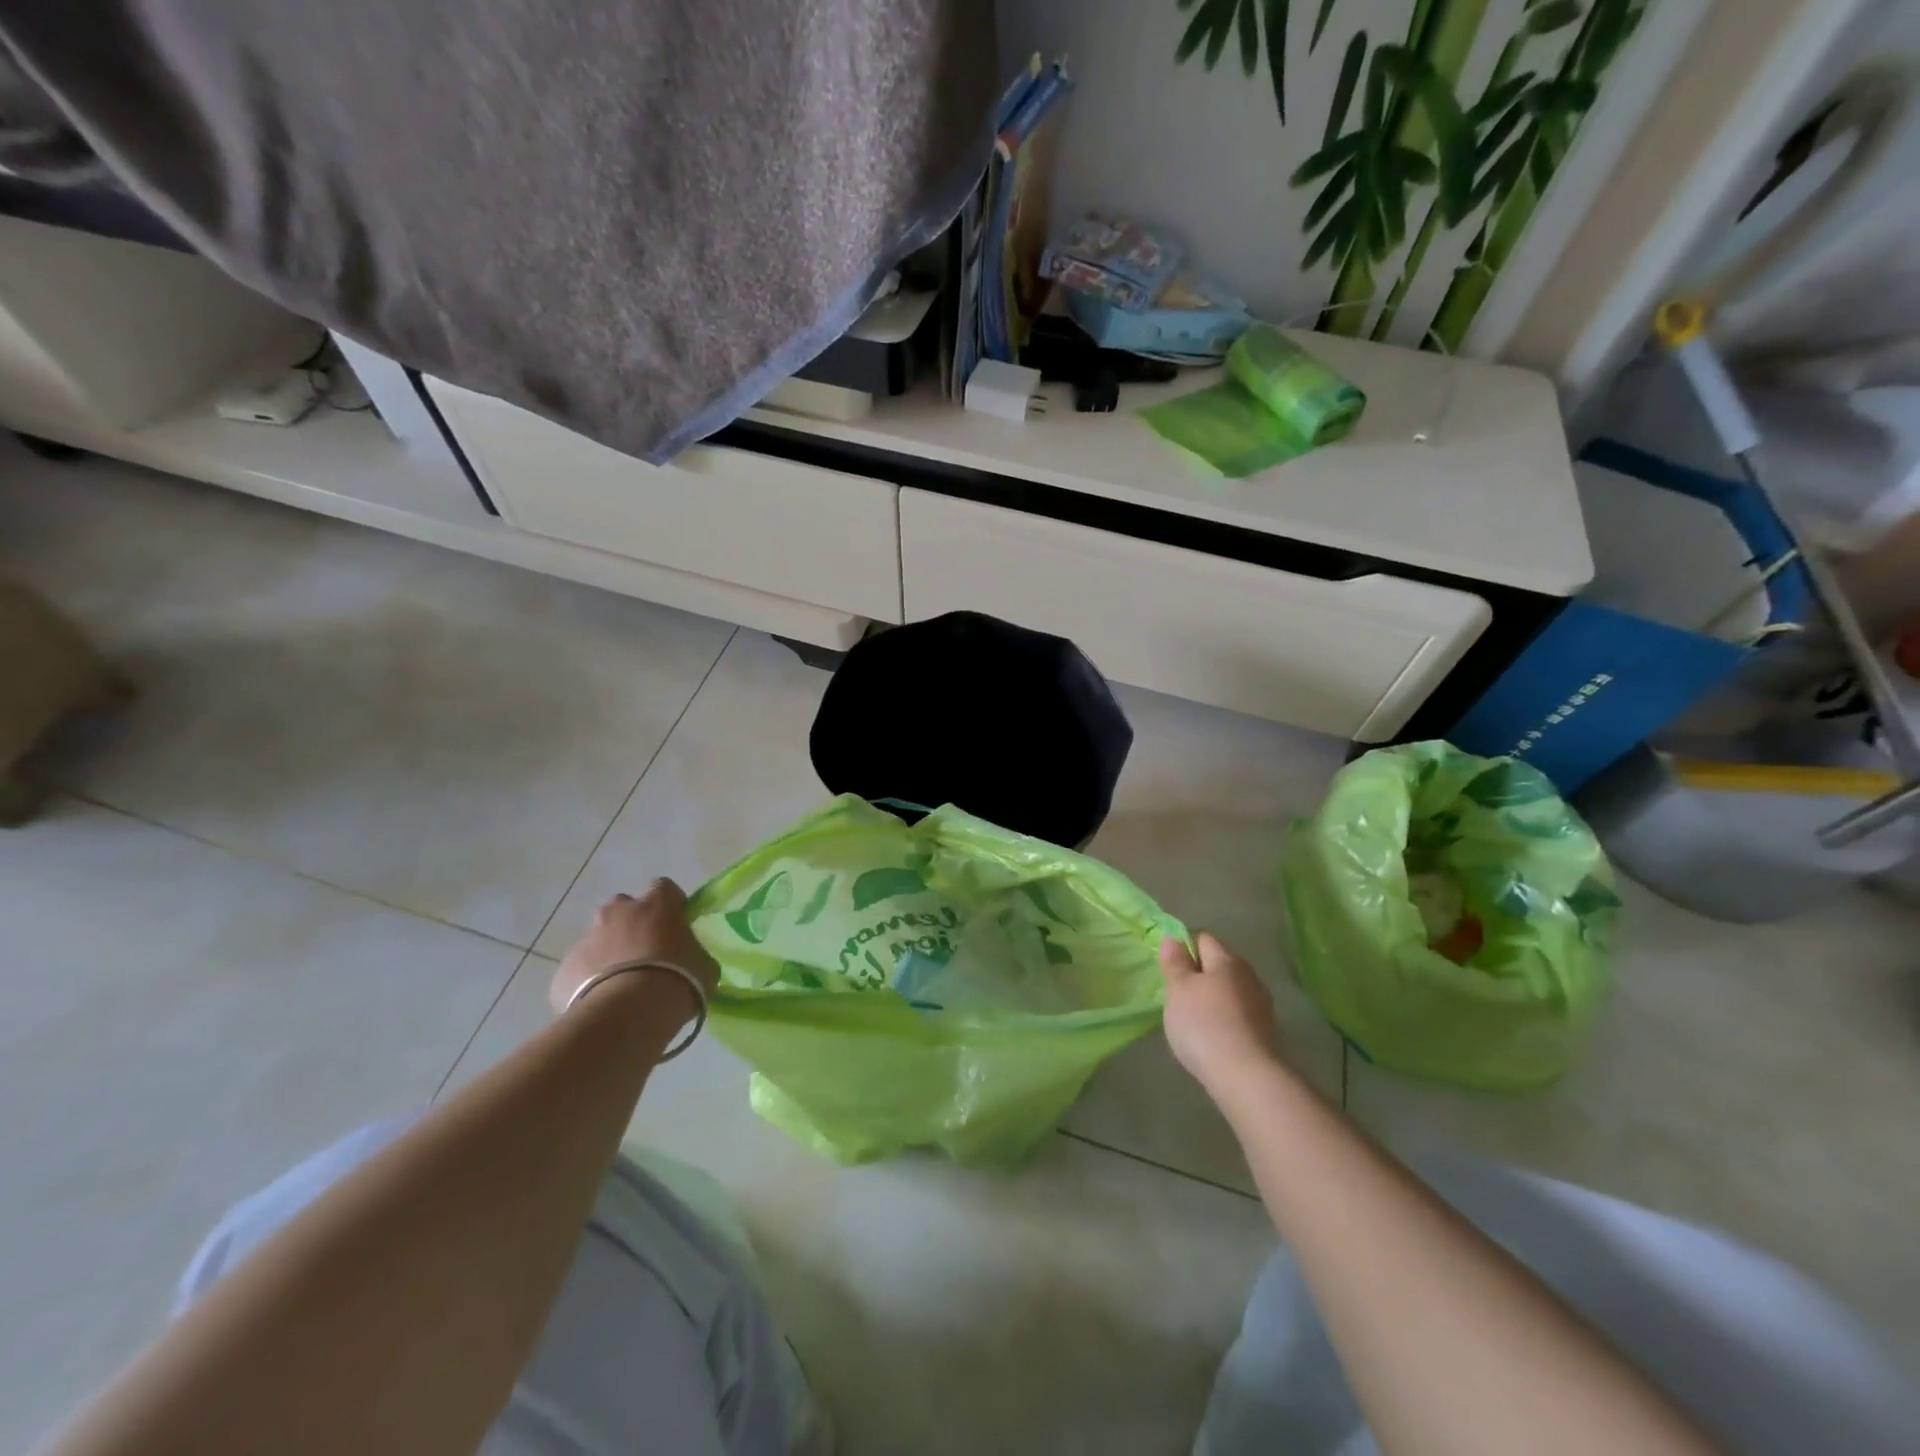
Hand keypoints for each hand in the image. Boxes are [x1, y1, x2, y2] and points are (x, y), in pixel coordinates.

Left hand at [549, 880, 719, 1018]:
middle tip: (645, 953)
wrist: (628, 1014)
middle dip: (632, 924)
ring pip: (598, 938)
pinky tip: (602, 1003)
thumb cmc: (678, 980)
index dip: (670, 905)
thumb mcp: (704, 965)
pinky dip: (589, 981)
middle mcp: (618, 912)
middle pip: (623, 908)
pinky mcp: (565, 969)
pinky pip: (579, 969)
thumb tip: (688, 958)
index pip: (664, 888)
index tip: (676, 924)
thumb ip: (693, 953)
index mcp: (657, 904)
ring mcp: (587, 939)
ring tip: (621, 984)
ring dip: (608, 953)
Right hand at [1159, 932, 1283, 1099]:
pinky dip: (1224, 1018)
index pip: (1202, 938)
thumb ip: (1175, 962)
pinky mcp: (1266, 1030)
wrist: (1246, 1077)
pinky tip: (1212, 1036)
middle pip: (1219, 964)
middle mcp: (1249, 975)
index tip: (1169, 968)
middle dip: (1198, 974)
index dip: (1183, 947)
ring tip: (1193, 1019)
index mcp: (1227, 960)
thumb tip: (1173, 938)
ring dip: (1212, 997)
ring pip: (1230, 989)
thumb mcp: (1178, 990)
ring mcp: (1261, 1004)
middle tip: (1177, 995)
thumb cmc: (1204, 1024)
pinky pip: (1238, 1013)